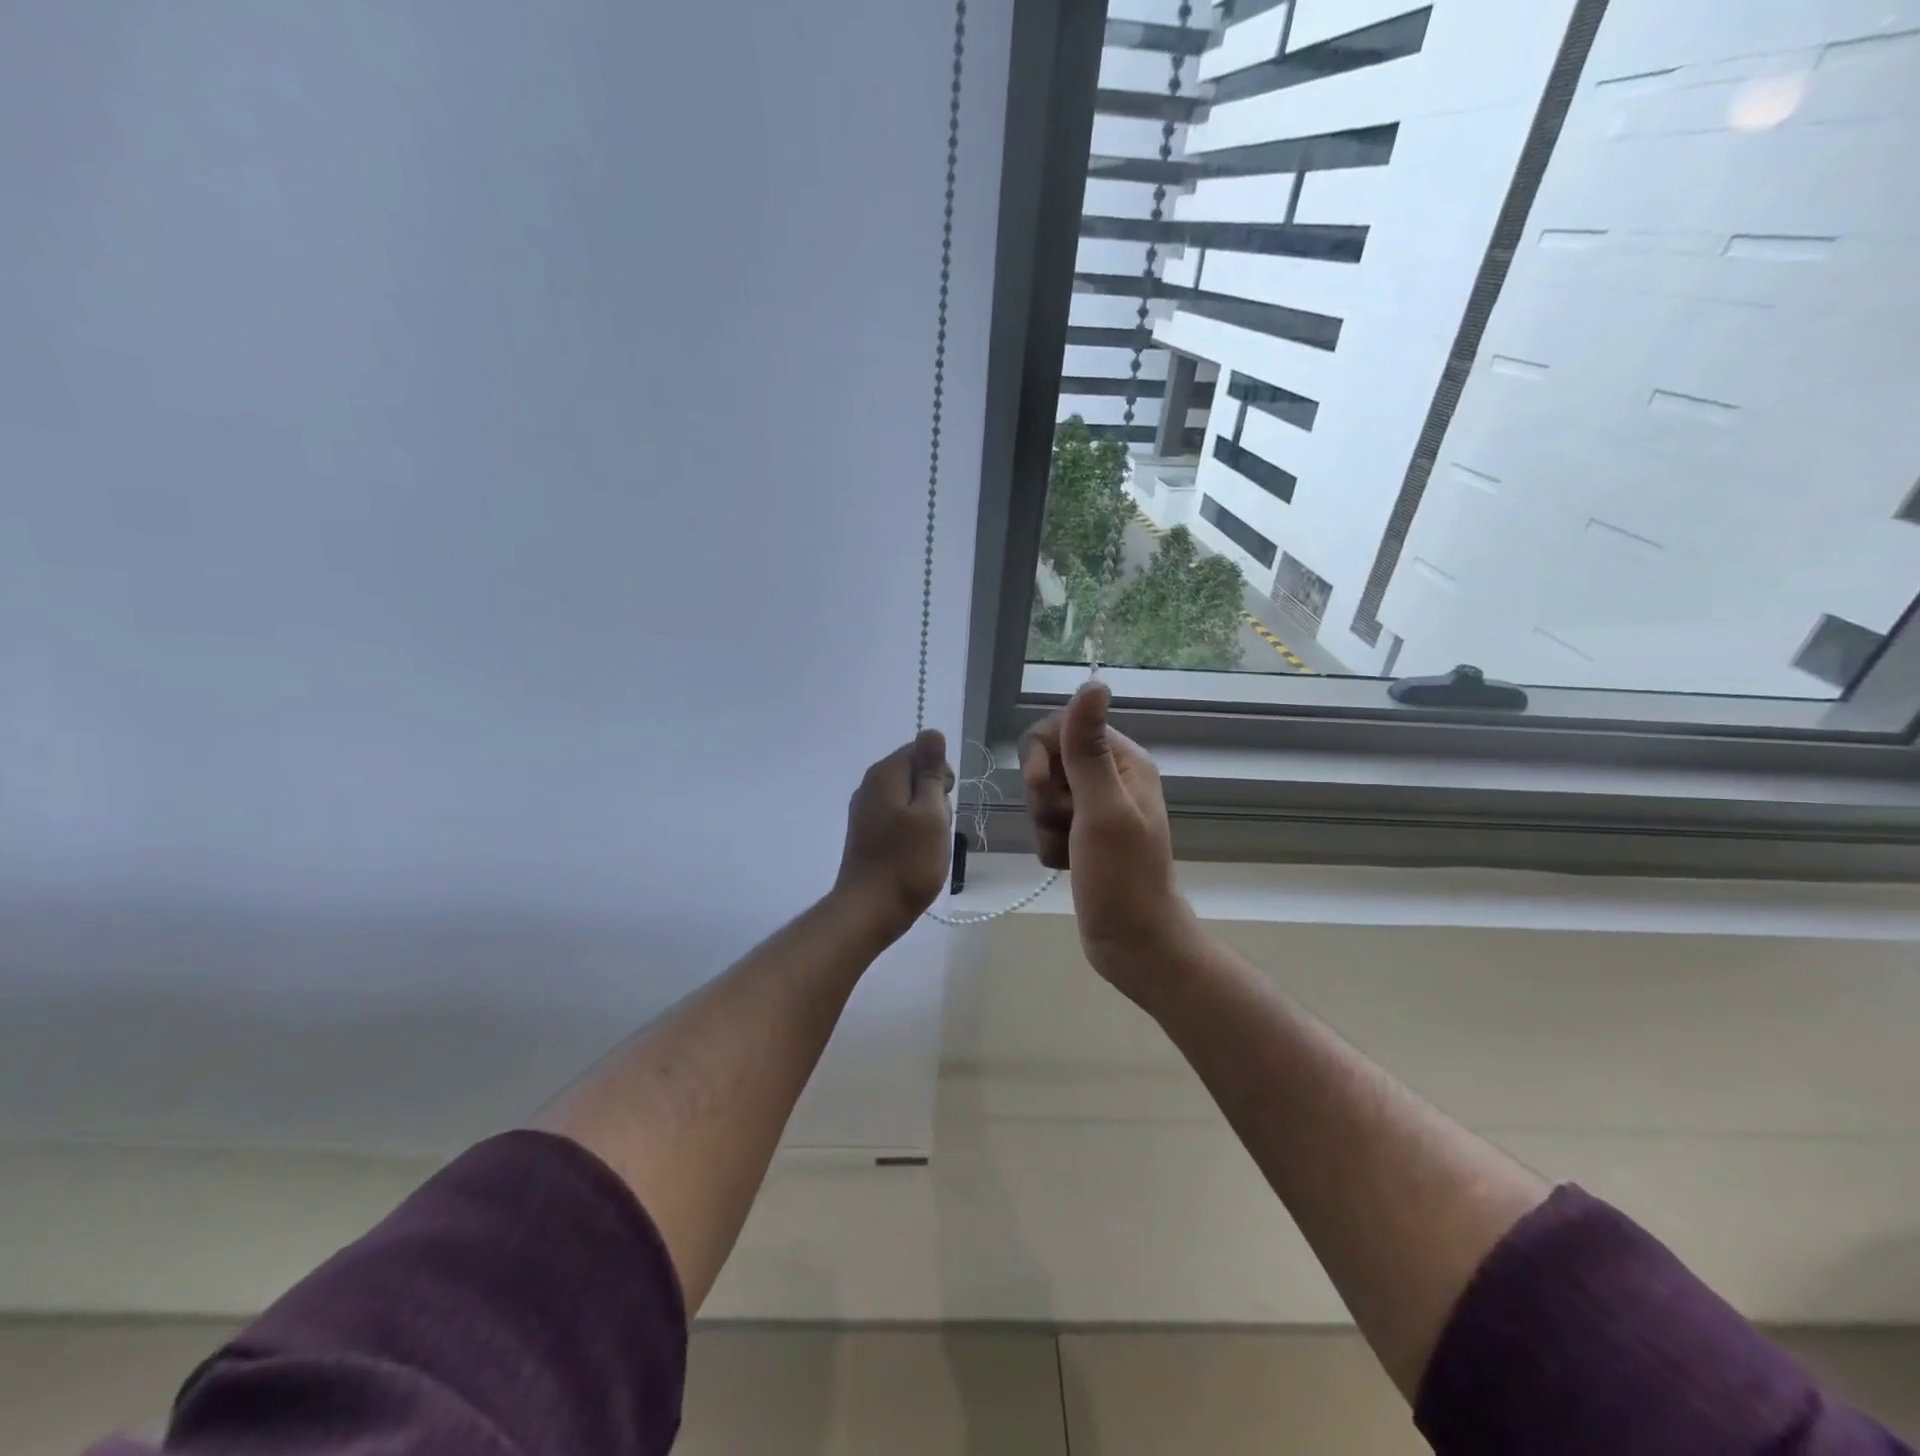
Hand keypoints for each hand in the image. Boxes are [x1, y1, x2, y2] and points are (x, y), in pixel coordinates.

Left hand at [833, 730, 955, 940]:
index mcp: (885, 774)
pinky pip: (898, 818)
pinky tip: (915, 853)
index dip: (940, 774)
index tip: (943, 802)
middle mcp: (870, 785)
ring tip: (926, 844)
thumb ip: (932, 772)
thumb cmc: (908, 861)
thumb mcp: (931, 813)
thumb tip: (932, 732)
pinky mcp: (866, 832)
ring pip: (910, 798)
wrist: (870, 910)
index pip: (921, 750)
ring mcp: (865, 810)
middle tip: (936, 827)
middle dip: (934, 796)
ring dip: (926, 817)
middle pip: (915, 773)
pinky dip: (912, 831)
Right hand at [1021, 683, 1202, 1003]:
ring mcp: (1096, 809)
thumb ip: (1089, 748)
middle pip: (1048, 762)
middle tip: (1064, 824)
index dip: (1042, 754)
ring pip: (1043, 796)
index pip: (1062, 726)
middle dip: (1044, 796)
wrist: (1132, 943)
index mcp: (1124, 761)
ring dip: (1046, 826)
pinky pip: (1046, 825)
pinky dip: (1050, 845)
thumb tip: (1093, 683)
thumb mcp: (1102, 809)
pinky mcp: (1083, 836)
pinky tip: (1068, 866)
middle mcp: (1111, 778)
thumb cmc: (1122, 877)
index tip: (1042, 786)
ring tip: (1070, 851)